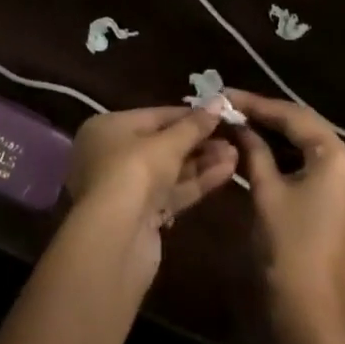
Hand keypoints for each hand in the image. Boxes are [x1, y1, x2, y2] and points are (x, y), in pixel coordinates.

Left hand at [64, 106, 238, 268]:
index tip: (218, 113)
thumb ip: (194, 125)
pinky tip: (226, 172)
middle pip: (163, 144)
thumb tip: (218, 101)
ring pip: (170, 170)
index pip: (155, 116)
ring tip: (235, 154)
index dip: (188, 115)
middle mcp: (113, 155)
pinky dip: (196, 183)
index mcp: (108, 128)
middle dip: (198, 141)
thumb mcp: (167, 144)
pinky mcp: (142, 217)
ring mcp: (127, 189)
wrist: (115, 242)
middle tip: (232, 135)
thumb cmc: (134, 173)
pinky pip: (172, 192)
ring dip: (202, 162)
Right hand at [226, 89, 344, 343]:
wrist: (311, 321)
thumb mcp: (265, 193)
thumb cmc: (288, 251)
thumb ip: (253, 149)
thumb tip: (236, 123)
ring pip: (310, 148)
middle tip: (231, 108)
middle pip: (305, 128)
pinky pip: (317, 168)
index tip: (225, 94)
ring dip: (277, 138)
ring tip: (240, 126)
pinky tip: (260, 153)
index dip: (256, 104)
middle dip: (267, 117)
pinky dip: (289, 160)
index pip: (293, 116)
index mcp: (339, 156)